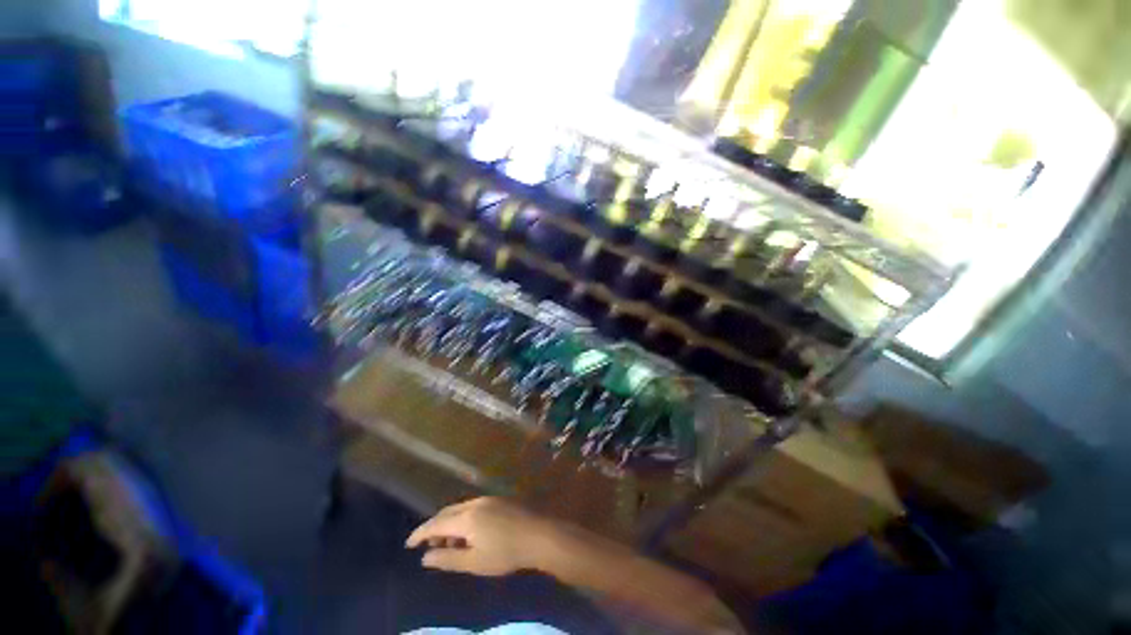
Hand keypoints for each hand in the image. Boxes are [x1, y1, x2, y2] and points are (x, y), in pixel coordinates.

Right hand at [405, 497, 555, 576]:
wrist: (539, 535)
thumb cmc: (505, 553)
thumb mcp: (474, 562)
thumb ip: (448, 560)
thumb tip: (425, 558)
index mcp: (466, 518)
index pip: (435, 523)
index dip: (420, 534)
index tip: (408, 544)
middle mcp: (475, 503)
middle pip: (447, 513)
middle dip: (434, 528)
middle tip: (429, 547)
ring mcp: (488, 499)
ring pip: (460, 509)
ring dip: (450, 524)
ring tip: (449, 545)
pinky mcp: (499, 499)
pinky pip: (473, 507)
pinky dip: (464, 519)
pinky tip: (469, 534)